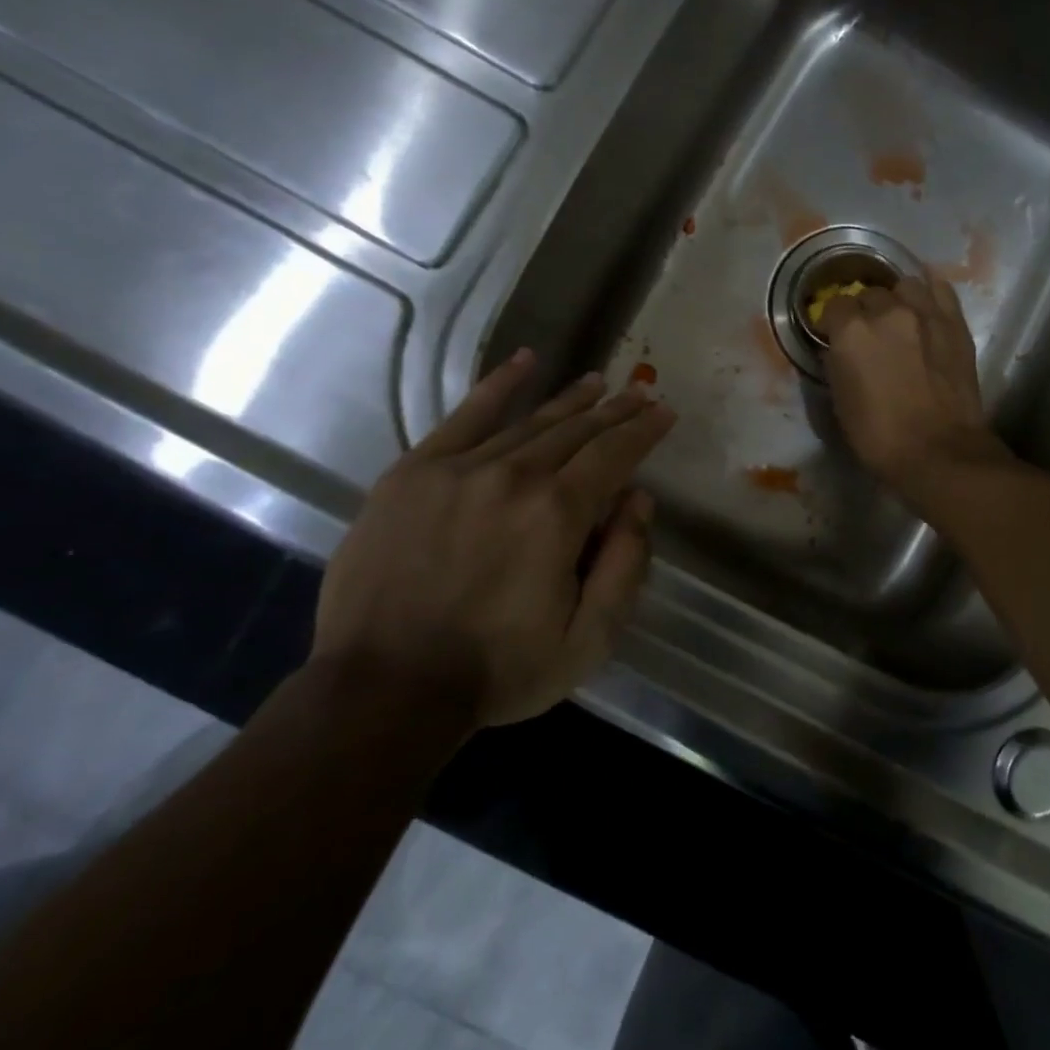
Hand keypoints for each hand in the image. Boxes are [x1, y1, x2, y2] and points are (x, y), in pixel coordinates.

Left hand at [313, 350, 675, 727]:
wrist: (384, 689)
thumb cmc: (498, 671)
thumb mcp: (589, 639)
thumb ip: (626, 565)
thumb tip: (640, 500)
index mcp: (557, 515)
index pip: (614, 455)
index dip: (644, 431)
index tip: (665, 412)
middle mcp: (513, 476)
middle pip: (576, 431)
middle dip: (615, 410)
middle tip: (640, 391)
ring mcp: (458, 469)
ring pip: (529, 422)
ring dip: (570, 400)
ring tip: (597, 382)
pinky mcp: (413, 473)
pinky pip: (465, 416)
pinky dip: (499, 386)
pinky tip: (525, 361)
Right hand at [819, 270, 1010, 508]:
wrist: (939, 451)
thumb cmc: (880, 437)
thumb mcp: (841, 402)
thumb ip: (838, 364)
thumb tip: (839, 348)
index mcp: (851, 332)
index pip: (834, 305)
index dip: (832, 321)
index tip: (834, 336)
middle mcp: (887, 311)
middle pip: (869, 294)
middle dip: (865, 311)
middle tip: (869, 335)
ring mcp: (925, 313)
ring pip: (905, 286)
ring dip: (897, 299)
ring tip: (899, 319)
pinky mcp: (955, 323)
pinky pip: (941, 289)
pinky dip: (929, 292)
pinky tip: (925, 304)